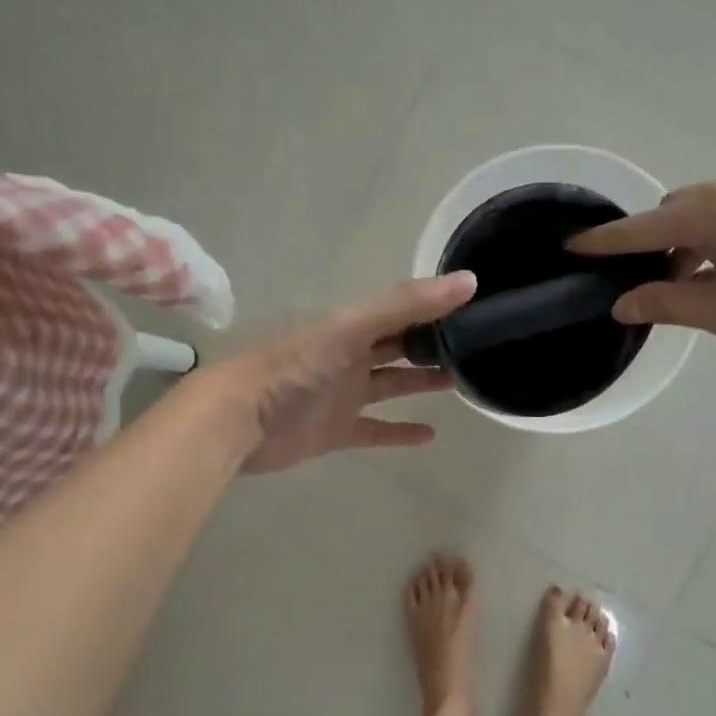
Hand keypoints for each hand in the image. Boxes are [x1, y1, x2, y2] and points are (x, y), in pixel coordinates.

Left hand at [205, 272, 478, 473]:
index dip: (435, 306)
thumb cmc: (293, 367)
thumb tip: (469, 281)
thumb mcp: (350, 328)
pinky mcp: (336, 431)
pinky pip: (375, 430)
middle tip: (477, 346)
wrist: (238, 420)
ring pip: (391, 385)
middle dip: (433, 344)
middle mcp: (349, 357)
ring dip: (422, 382)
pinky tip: (431, 434)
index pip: (401, 311)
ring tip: (463, 381)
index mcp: (351, 326)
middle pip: (398, 346)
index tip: (476, 305)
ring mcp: (342, 395)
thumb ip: (405, 306)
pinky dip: (400, 432)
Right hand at [568, 171, 715, 373]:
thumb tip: (622, 303)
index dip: (606, 240)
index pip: (643, 227)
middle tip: (646, 283)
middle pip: (679, 210)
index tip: (572, 245)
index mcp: (715, 210)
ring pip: (713, 213)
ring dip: (692, 242)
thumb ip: (666, 302)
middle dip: (655, 241)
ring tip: (689, 286)